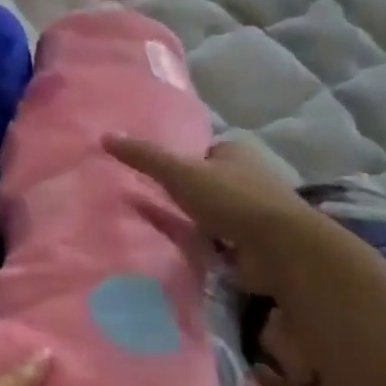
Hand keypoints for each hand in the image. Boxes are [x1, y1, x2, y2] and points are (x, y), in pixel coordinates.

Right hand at [103, 136, 321, 296]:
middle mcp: (249, 177)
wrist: (280, 249)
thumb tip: (105, 135)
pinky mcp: (256, 243)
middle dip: (186, 193)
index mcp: (236, 151)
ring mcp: (255, 212)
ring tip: (161, 228)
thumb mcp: (180, 172)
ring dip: (196, 221)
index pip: (201, 151)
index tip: (153, 173)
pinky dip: (207, 244)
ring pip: (215, 212)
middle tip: (150, 201)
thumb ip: (144, 157)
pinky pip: (222, 240)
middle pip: (207, 181)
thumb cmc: (231, 199)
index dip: (179, 160)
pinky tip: (184, 250)